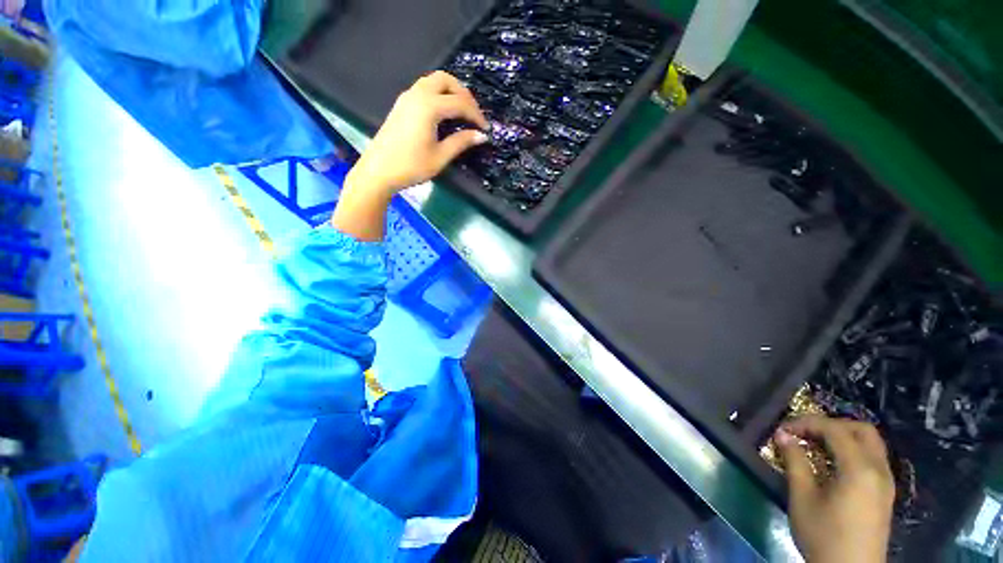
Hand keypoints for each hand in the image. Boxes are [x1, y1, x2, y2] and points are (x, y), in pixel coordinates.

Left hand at [347, 70, 489, 194]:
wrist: (378, 171)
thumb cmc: (411, 166)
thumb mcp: (440, 157)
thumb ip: (461, 142)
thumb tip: (481, 136)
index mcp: (429, 106)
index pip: (459, 103)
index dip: (476, 115)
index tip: (485, 129)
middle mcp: (417, 94)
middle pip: (446, 80)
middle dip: (463, 94)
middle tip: (473, 114)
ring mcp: (407, 97)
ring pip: (433, 81)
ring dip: (450, 91)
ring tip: (461, 112)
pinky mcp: (402, 104)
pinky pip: (424, 89)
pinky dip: (439, 94)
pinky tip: (444, 113)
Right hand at [776, 416, 894, 562]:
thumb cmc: (824, 535)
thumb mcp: (802, 499)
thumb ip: (795, 462)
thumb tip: (782, 435)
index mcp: (860, 469)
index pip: (835, 430)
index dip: (807, 423)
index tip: (783, 429)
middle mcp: (879, 470)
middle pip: (862, 430)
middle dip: (832, 424)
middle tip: (805, 432)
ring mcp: (886, 482)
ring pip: (871, 443)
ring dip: (844, 436)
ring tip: (817, 445)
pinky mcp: (885, 494)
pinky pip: (873, 458)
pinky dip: (853, 450)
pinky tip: (834, 464)